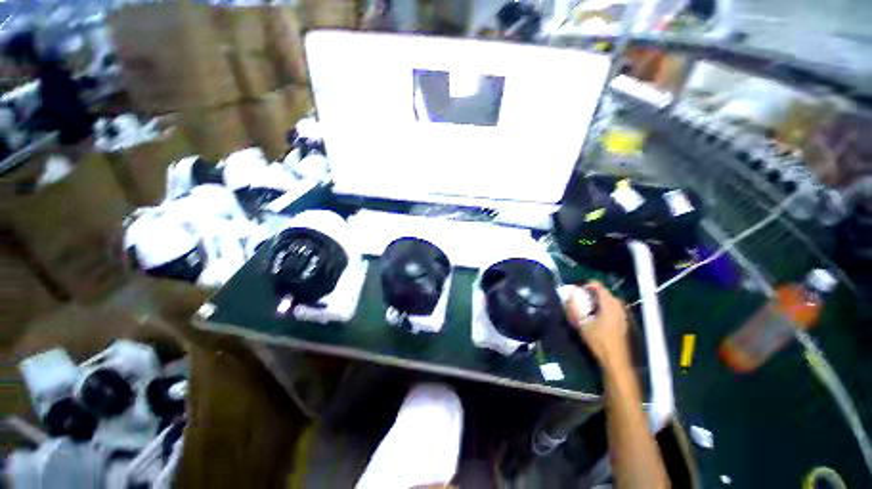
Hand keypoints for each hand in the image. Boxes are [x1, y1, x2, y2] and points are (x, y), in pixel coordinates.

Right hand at [565, 281, 629, 367]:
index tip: (574, 291)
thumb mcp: (580, 323)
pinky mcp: (623, 320)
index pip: (596, 284)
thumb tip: (568, 295)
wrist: (615, 360)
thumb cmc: (598, 340)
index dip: (584, 285)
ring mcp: (622, 312)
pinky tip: (593, 317)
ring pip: (606, 300)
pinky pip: (610, 307)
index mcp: (609, 302)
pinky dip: (601, 308)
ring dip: (594, 301)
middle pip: (601, 291)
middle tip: (577, 300)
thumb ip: (573, 307)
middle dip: (588, 293)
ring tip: (583, 308)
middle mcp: (618, 304)